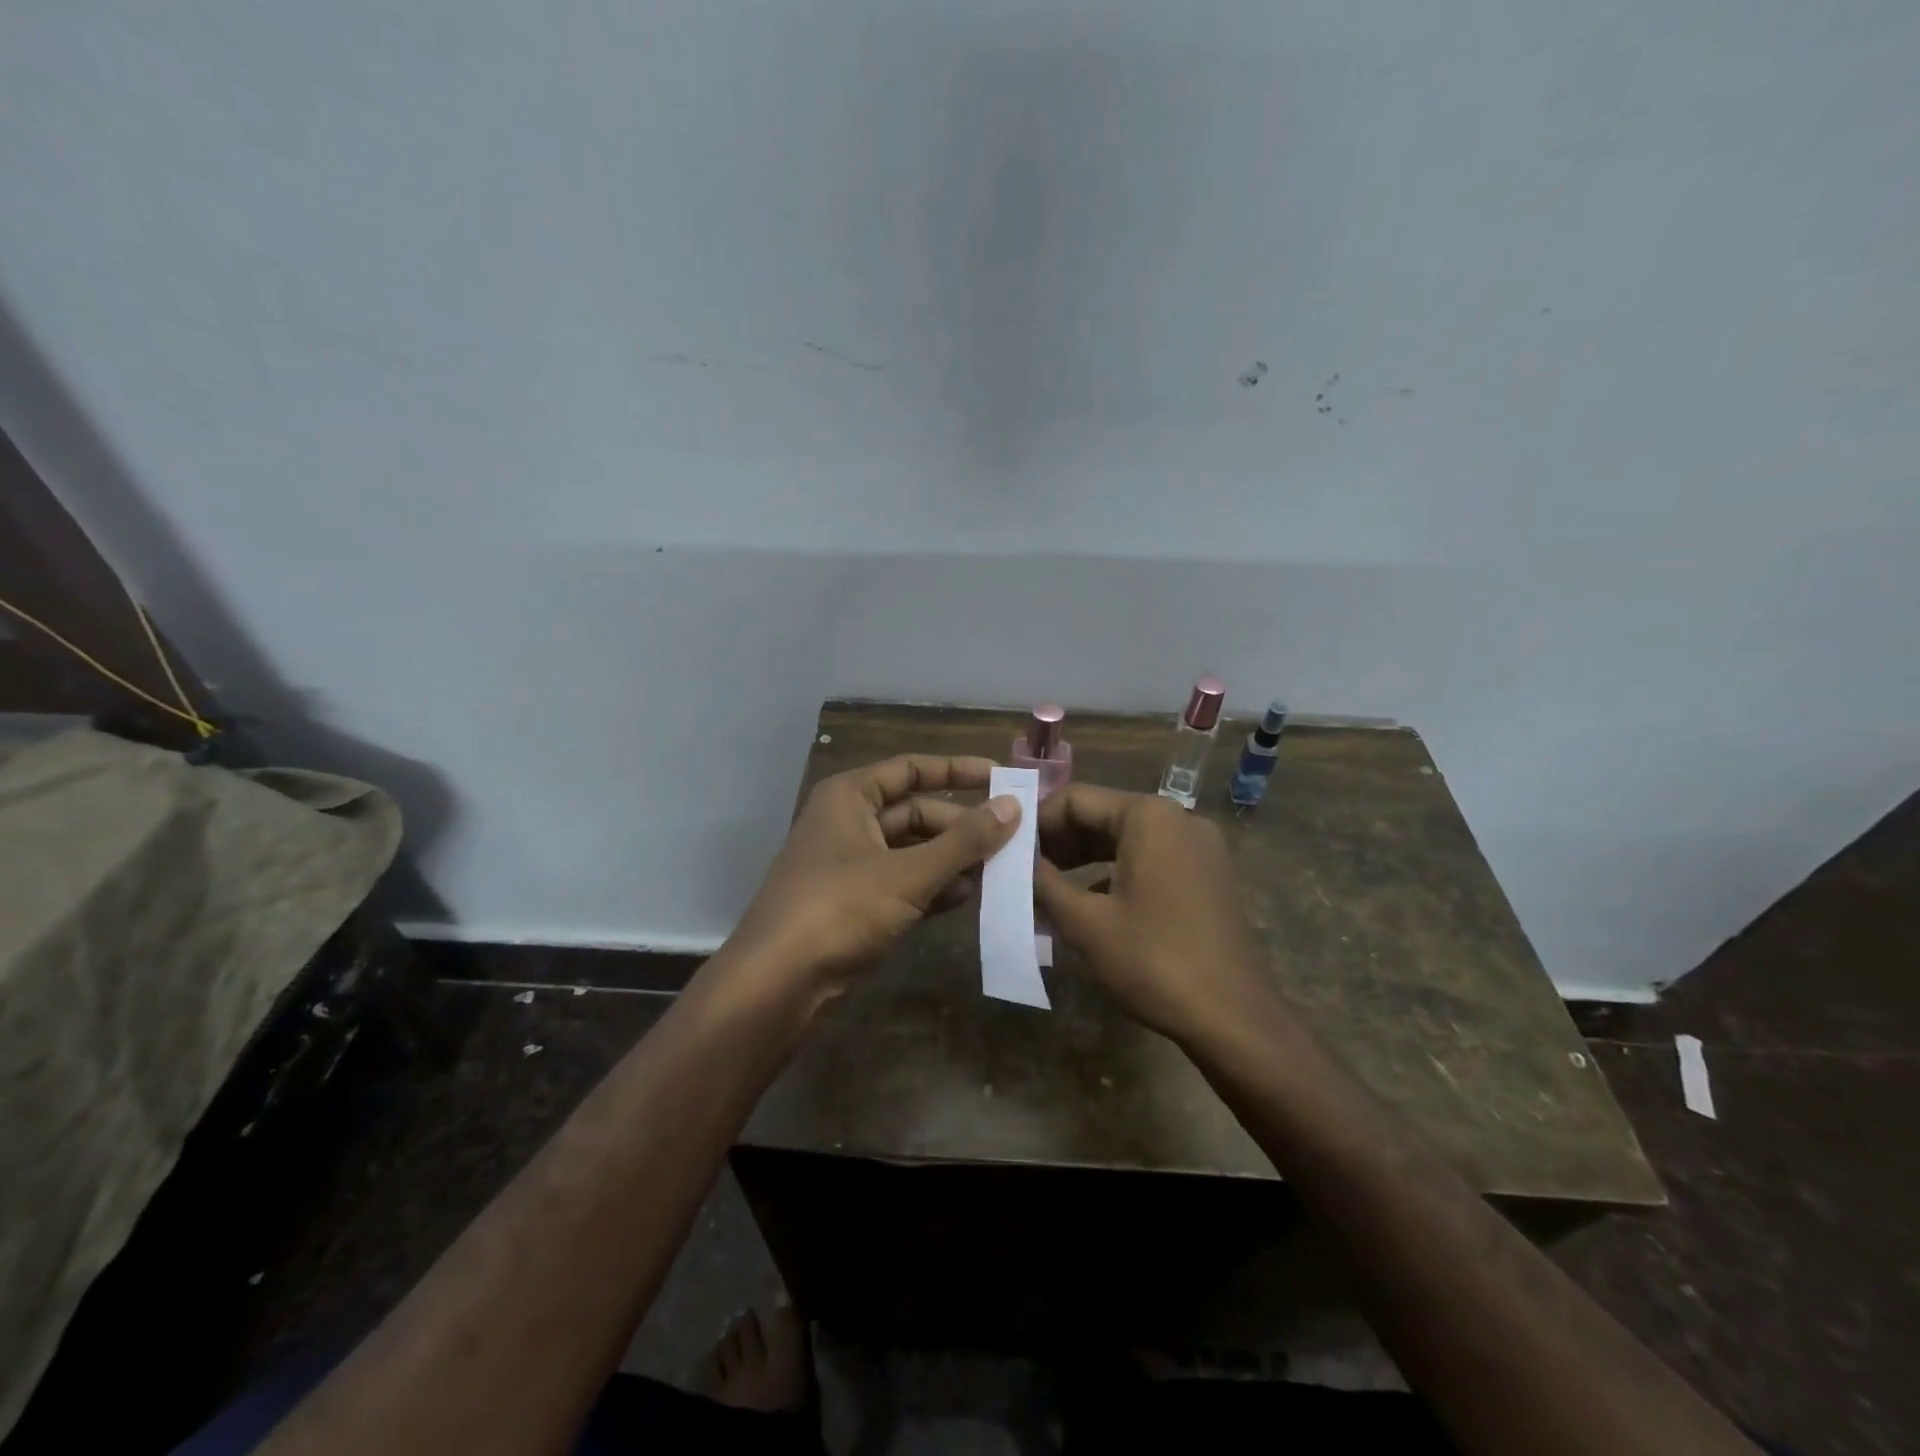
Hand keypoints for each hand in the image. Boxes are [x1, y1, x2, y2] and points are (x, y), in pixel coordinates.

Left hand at [730, 754, 1019, 1004]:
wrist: (776, 985)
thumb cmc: (839, 910)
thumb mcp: (908, 873)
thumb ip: (964, 840)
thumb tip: (1014, 806)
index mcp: (850, 797)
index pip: (912, 768)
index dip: (958, 771)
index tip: (1003, 780)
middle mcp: (848, 822)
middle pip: (917, 812)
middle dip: (962, 828)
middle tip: (1013, 841)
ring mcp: (850, 865)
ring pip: (913, 851)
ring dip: (953, 861)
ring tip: (1001, 873)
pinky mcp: (854, 903)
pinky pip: (903, 883)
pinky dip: (934, 888)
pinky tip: (969, 899)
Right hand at [1037, 784, 1275, 1043]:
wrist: (1233, 1018)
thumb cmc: (1153, 961)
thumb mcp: (1086, 922)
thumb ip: (1044, 882)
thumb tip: (1014, 861)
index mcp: (1149, 816)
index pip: (1076, 799)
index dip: (1035, 821)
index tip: (1005, 846)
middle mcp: (1178, 818)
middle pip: (1102, 815)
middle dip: (1059, 841)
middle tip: (1020, 868)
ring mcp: (1199, 847)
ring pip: (1126, 838)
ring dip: (1084, 858)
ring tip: (1045, 885)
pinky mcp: (1207, 875)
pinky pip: (1150, 859)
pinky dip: (1115, 872)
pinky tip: (1089, 901)